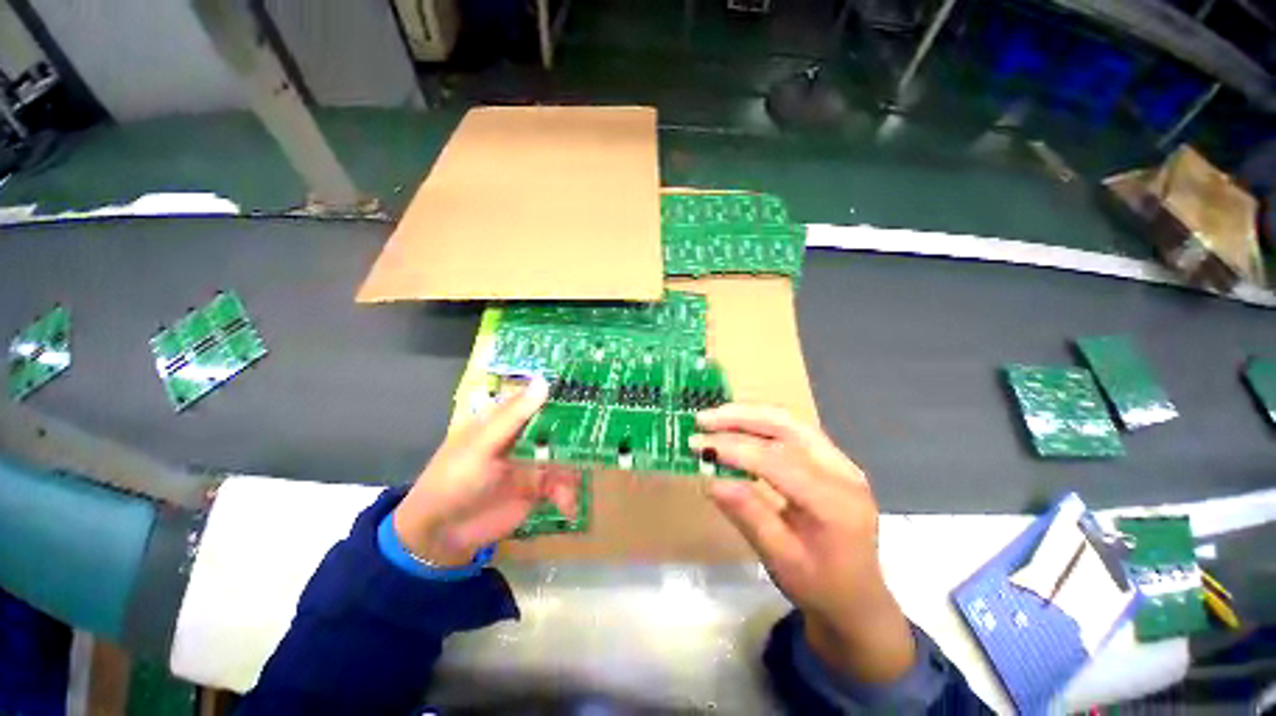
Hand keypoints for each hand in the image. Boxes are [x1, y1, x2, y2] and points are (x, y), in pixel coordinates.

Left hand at [392, 378, 579, 566]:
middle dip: (580, 434)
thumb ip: (514, 417)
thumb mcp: (482, 445)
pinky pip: (563, 485)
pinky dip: (568, 495)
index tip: (594, 390)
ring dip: (574, 472)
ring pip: (567, 457)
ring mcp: (534, 462)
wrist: (442, 535)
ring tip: (571, 489)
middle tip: (606, 436)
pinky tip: (567, 507)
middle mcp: (525, 436)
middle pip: (560, 427)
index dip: (565, 393)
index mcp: (508, 419)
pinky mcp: (539, 488)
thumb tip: (544, 381)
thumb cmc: (454, 479)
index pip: (541, 398)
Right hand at [692, 405, 914, 683]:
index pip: (778, 460)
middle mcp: (842, 471)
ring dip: (748, 414)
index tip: (698, 445)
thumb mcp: (779, 559)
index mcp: (835, 503)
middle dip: (740, 417)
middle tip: (702, 419)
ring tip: (714, 418)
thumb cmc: (820, 587)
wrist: (859, 598)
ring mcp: (840, 460)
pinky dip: (760, 423)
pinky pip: (792, 430)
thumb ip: (747, 515)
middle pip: (787, 426)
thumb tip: (709, 479)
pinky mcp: (831, 458)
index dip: (734, 449)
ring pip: (789, 421)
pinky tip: (738, 427)